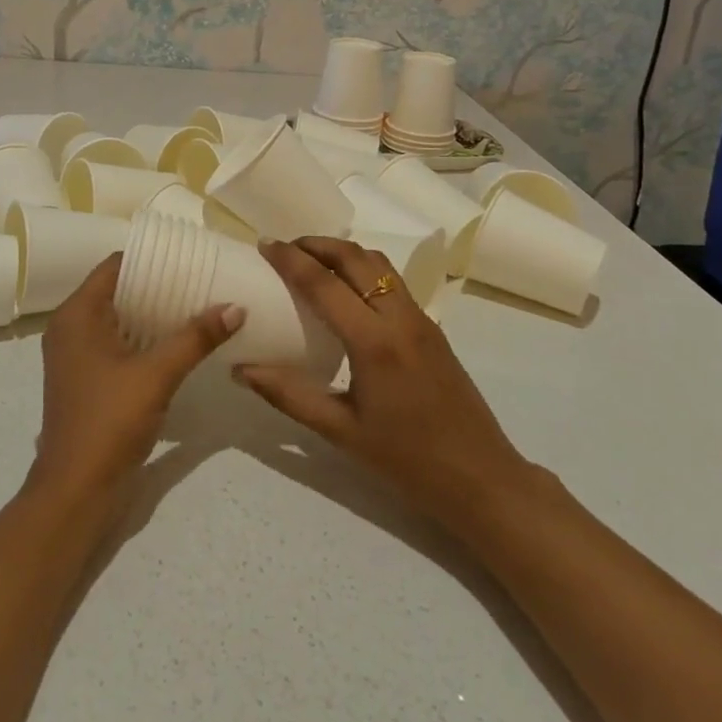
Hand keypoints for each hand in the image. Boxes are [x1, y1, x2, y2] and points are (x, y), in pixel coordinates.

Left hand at [29, 253, 241, 503]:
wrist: (75, 493)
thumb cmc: (109, 422)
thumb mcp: (156, 375)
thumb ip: (195, 338)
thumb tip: (236, 306)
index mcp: (76, 315)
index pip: (114, 266)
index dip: (150, 258)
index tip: (188, 258)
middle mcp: (70, 328)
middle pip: (117, 291)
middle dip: (157, 286)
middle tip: (201, 280)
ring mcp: (76, 357)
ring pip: (118, 320)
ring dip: (153, 314)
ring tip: (197, 306)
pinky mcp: (87, 381)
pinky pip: (117, 344)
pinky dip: (144, 339)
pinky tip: (178, 343)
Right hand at [236, 237, 530, 525]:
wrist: (481, 477)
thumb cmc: (406, 459)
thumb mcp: (340, 431)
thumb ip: (288, 395)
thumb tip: (240, 370)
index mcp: (373, 342)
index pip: (323, 283)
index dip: (290, 259)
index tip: (264, 245)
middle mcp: (398, 317)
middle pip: (354, 257)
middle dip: (316, 243)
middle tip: (284, 248)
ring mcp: (420, 318)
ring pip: (378, 263)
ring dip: (342, 251)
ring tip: (312, 260)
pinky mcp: (431, 326)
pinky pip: (392, 280)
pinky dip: (363, 269)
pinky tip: (346, 291)